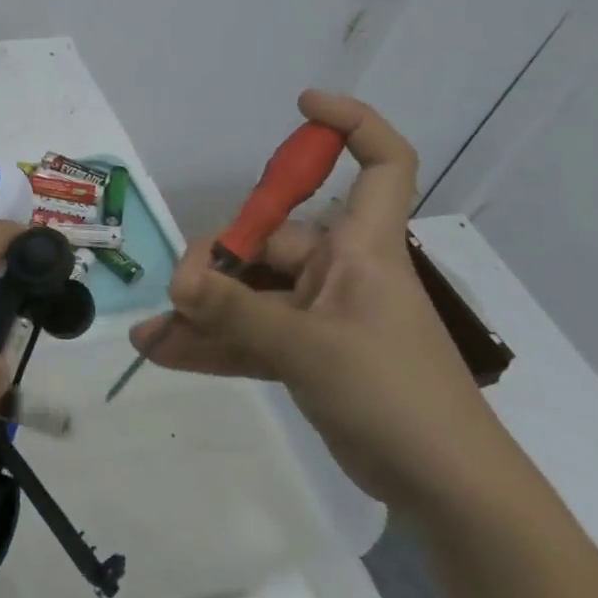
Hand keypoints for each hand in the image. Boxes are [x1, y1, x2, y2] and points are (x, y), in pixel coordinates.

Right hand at [131, 90, 513, 511]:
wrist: (445, 489)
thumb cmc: (394, 394)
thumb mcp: (308, 347)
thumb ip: (236, 312)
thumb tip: (176, 285)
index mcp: (362, 248)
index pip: (381, 165)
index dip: (350, 126)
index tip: (302, 107)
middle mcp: (341, 270)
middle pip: (270, 240)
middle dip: (217, 265)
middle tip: (177, 296)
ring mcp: (323, 314)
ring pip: (251, 295)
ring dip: (204, 312)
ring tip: (153, 332)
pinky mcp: (310, 354)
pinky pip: (252, 335)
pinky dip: (213, 344)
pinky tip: (164, 354)